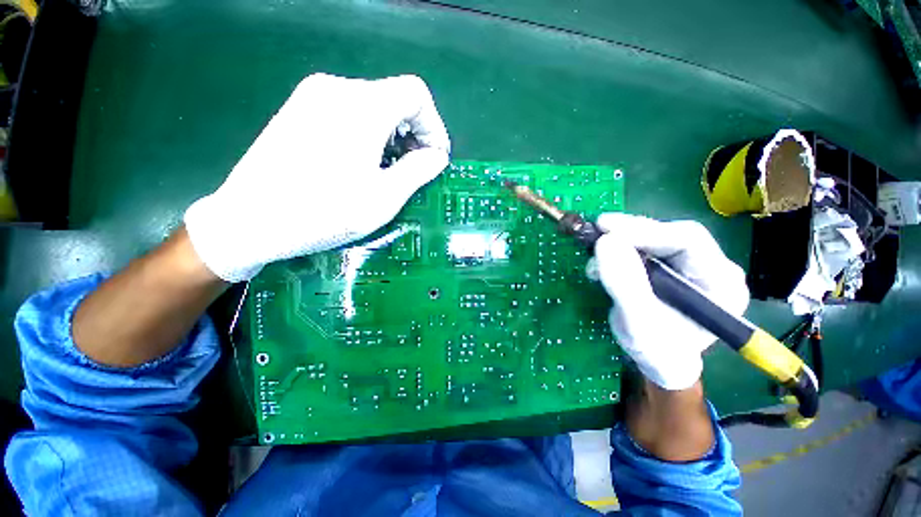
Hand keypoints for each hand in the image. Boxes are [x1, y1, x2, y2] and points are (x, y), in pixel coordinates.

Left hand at [185, 73, 450, 282]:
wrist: (250, 221)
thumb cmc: (324, 212)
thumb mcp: (384, 197)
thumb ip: (418, 171)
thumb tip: (436, 156)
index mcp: (362, 106)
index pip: (416, 94)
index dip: (434, 125)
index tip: (434, 158)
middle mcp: (337, 88)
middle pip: (394, 98)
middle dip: (414, 133)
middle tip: (416, 169)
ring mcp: (313, 96)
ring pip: (373, 105)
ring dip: (393, 135)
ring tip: (391, 170)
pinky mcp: (299, 110)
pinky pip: (349, 111)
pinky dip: (369, 133)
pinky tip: (363, 163)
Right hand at [588, 214, 748, 389]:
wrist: (658, 361)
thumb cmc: (656, 350)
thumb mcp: (638, 323)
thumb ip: (625, 284)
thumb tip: (605, 241)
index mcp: (720, 282)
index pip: (688, 241)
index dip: (645, 231)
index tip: (606, 229)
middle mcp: (711, 267)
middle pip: (670, 235)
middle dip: (630, 233)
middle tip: (597, 231)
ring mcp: (690, 265)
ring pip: (654, 239)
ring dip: (620, 242)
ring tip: (595, 258)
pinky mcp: (669, 266)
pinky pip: (643, 248)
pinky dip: (618, 250)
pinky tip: (602, 263)